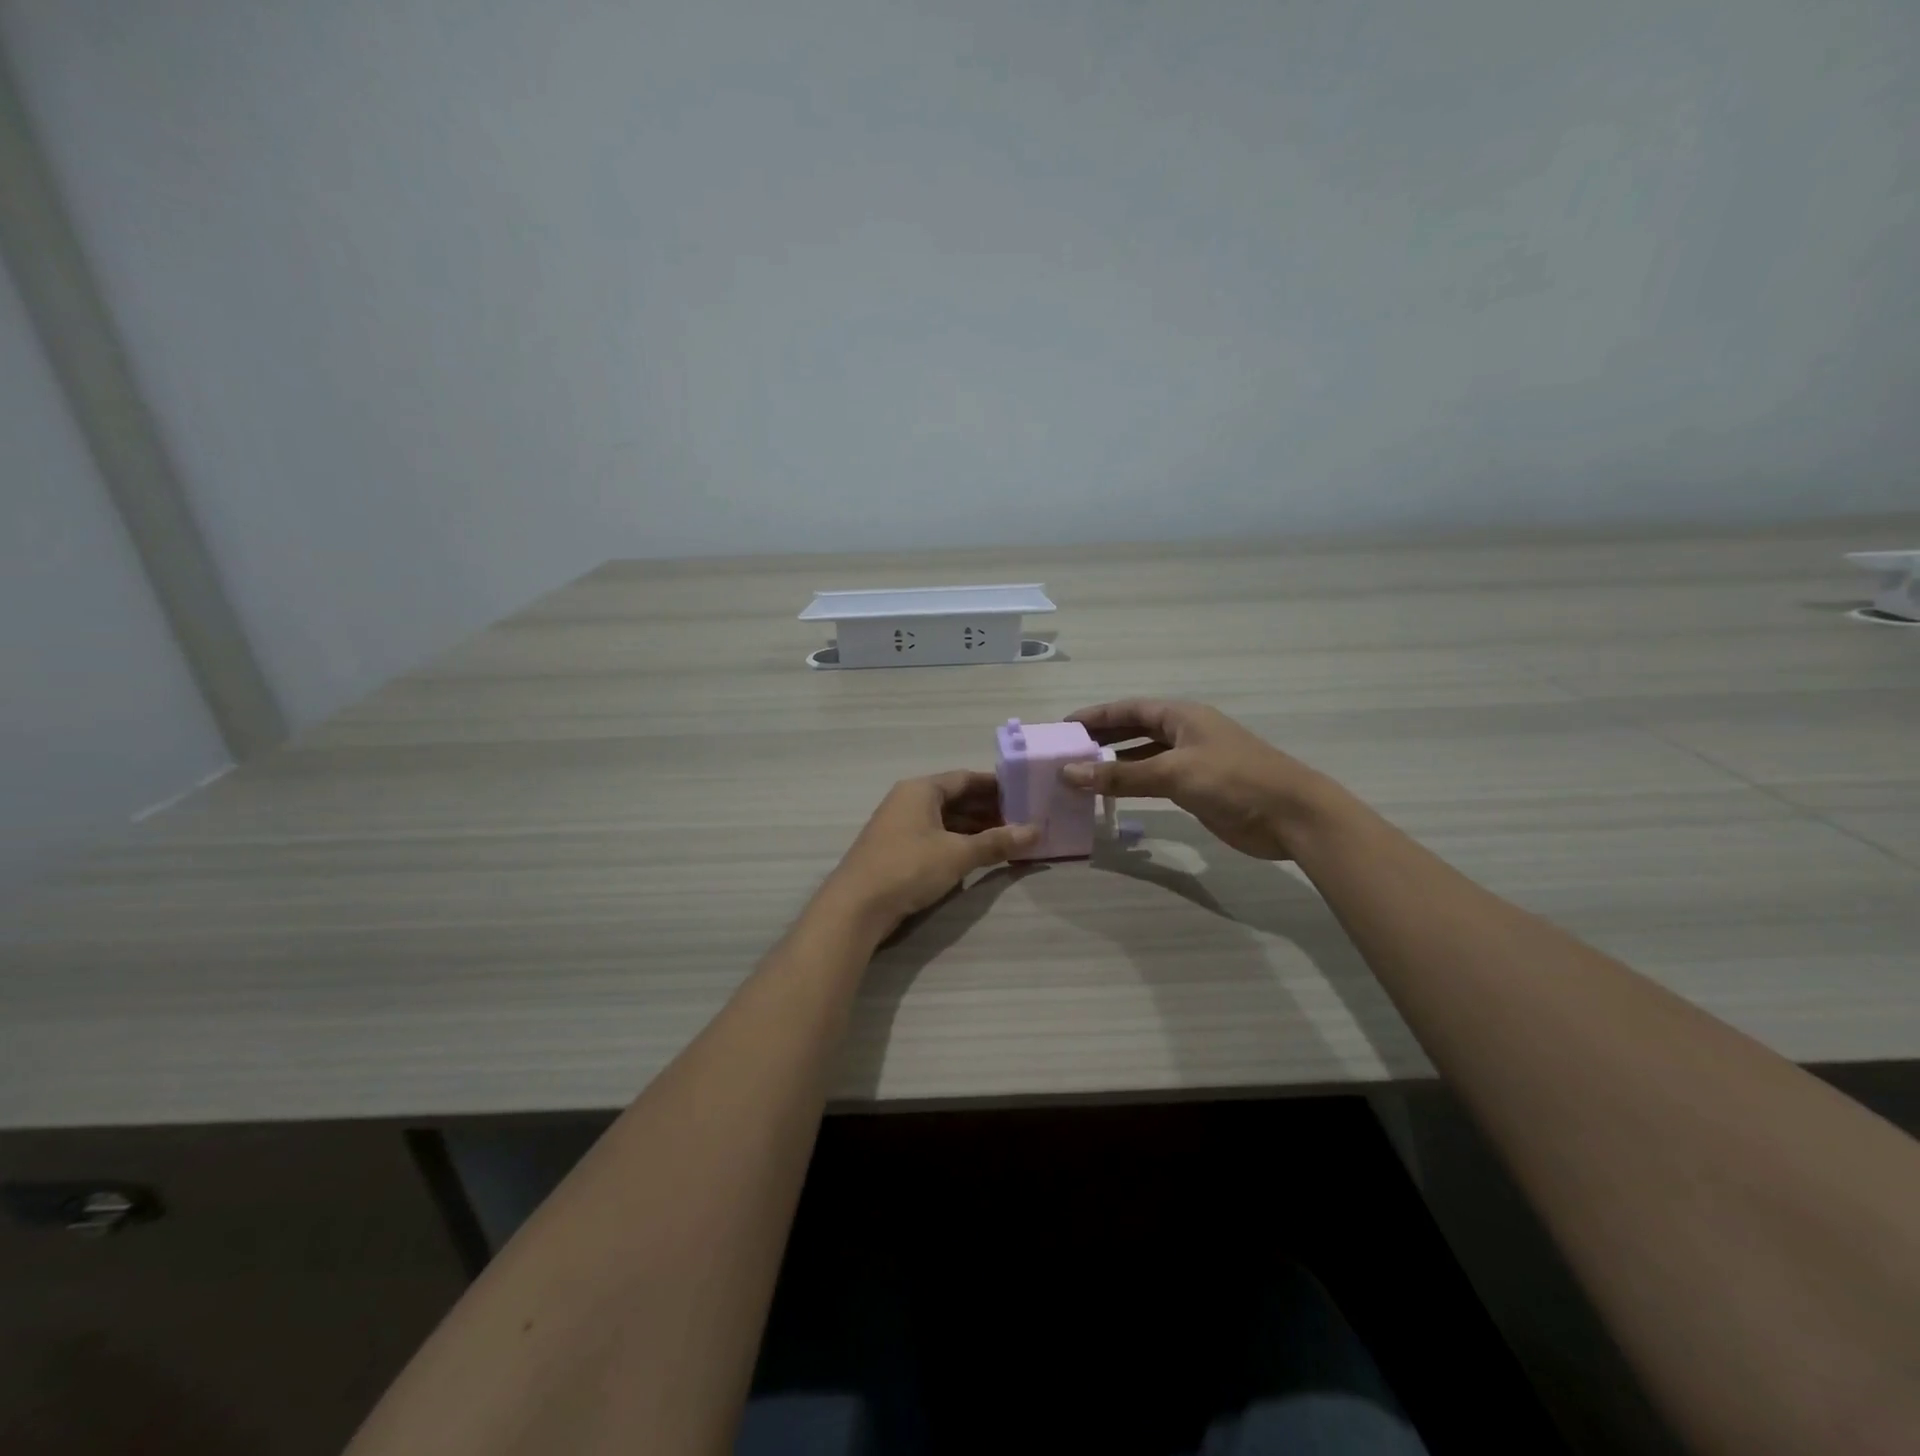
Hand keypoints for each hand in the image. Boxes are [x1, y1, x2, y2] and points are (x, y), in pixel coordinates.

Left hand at [822, 772, 1038, 937]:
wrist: (856, 906)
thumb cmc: (909, 867)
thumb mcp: (958, 854)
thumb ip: (997, 842)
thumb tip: (1035, 831)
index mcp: (921, 789)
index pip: (966, 778)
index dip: (996, 786)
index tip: (1025, 794)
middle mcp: (909, 800)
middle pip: (956, 798)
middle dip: (989, 810)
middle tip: (1023, 820)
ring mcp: (900, 826)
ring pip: (946, 820)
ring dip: (975, 829)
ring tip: (1009, 840)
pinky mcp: (897, 850)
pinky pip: (935, 838)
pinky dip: (958, 843)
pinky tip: (979, 856)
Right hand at [1061, 699, 1335, 859]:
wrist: (1291, 816)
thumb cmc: (1233, 780)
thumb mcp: (1172, 773)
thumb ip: (1119, 775)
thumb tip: (1068, 773)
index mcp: (1182, 716)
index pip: (1129, 709)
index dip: (1095, 715)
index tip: (1063, 725)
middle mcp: (1185, 733)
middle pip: (1134, 729)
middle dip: (1102, 737)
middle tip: (1065, 750)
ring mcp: (1192, 761)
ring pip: (1143, 757)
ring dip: (1114, 763)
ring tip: (1080, 773)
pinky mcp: (1198, 788)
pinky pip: (1155, 780)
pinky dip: (1132, 784)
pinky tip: (1112, 794)